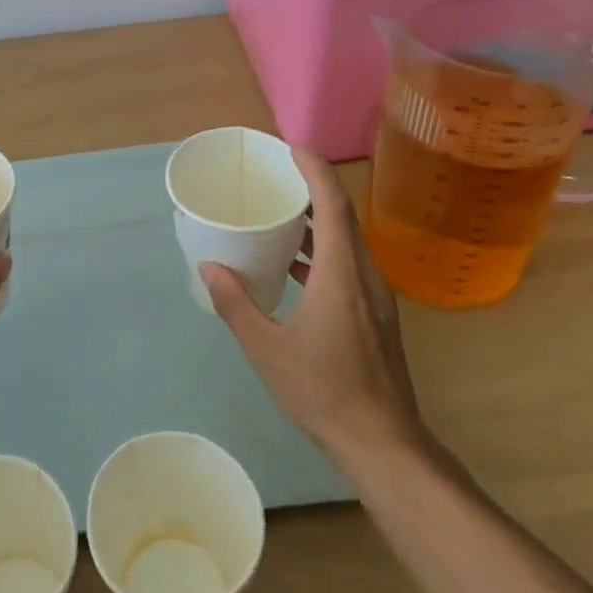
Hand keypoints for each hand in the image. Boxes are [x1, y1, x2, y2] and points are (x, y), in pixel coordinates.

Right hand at [200, 148, 428, 465]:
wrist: (382, 442)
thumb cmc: (323, 391)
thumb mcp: (267, 349)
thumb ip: (236, 304)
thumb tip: (210, 267)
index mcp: (342, 274)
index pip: (333, 204)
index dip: (315, 170)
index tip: (291, 149)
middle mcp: (365, 276)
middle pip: (344, 216)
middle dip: (313, 189)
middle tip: (277, 178)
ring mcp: (375, 297)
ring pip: (348, 242)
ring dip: (319, 221)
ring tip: (282, 214)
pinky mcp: (375, 316)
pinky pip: (349, 265)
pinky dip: (324, 251)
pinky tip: (297, 267)